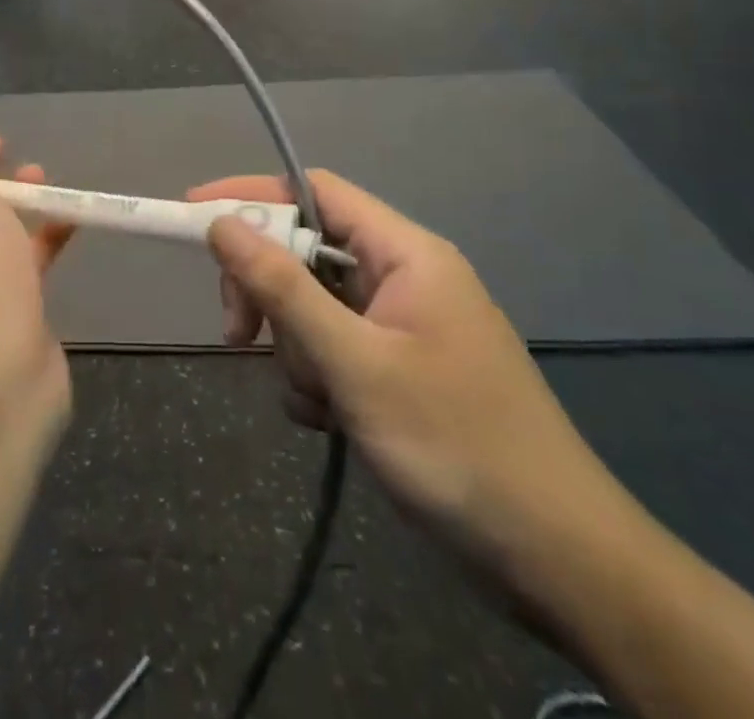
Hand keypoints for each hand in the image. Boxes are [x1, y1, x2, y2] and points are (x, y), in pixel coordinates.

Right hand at [190, 170, 628, 588]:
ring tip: (321, 402)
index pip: (315, 192)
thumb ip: (284, 288)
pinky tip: (331, 422)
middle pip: (306, 252)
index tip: (194, 214)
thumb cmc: (457, 445)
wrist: (559, 562)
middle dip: (269, 291)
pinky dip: (317, 379)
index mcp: (405, 253)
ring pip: (312, 307)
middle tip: (237, 333)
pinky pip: (332, 350)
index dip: (253, 196)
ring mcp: (400, 326)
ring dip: (296, 349)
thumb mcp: (355, 364)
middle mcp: (402, 277)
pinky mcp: (397, 371)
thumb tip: (221, 224)